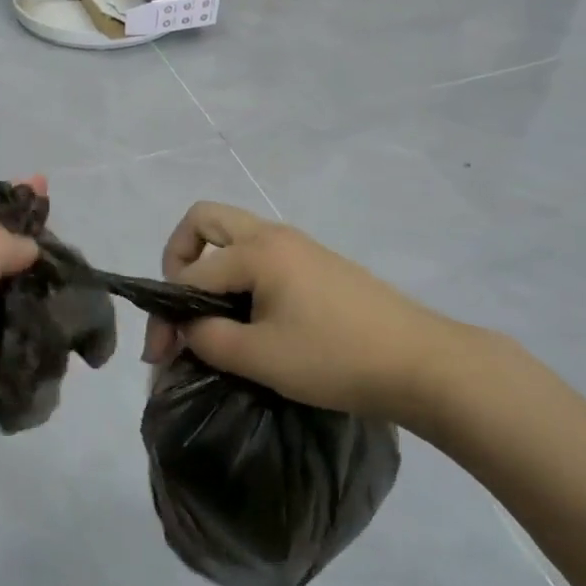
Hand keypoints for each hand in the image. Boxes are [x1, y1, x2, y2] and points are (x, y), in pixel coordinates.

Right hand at [141, 202, 475, 432]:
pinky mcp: (318, 265)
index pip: (190, 273)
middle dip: (180, 257)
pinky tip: (251, 320)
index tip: (161, 357)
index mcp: (257, 250)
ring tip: (213, 318)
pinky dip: (239, 277)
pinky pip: (261, 256)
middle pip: (206, 221)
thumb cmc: (336, 358)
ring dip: (211, 268)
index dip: (167, 314)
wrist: (424, 364)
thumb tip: (186, 327)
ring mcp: (300, 247)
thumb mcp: (261, 357)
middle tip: (184, 303)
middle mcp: (274, 235)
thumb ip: (208, 338)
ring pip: (235, 238)